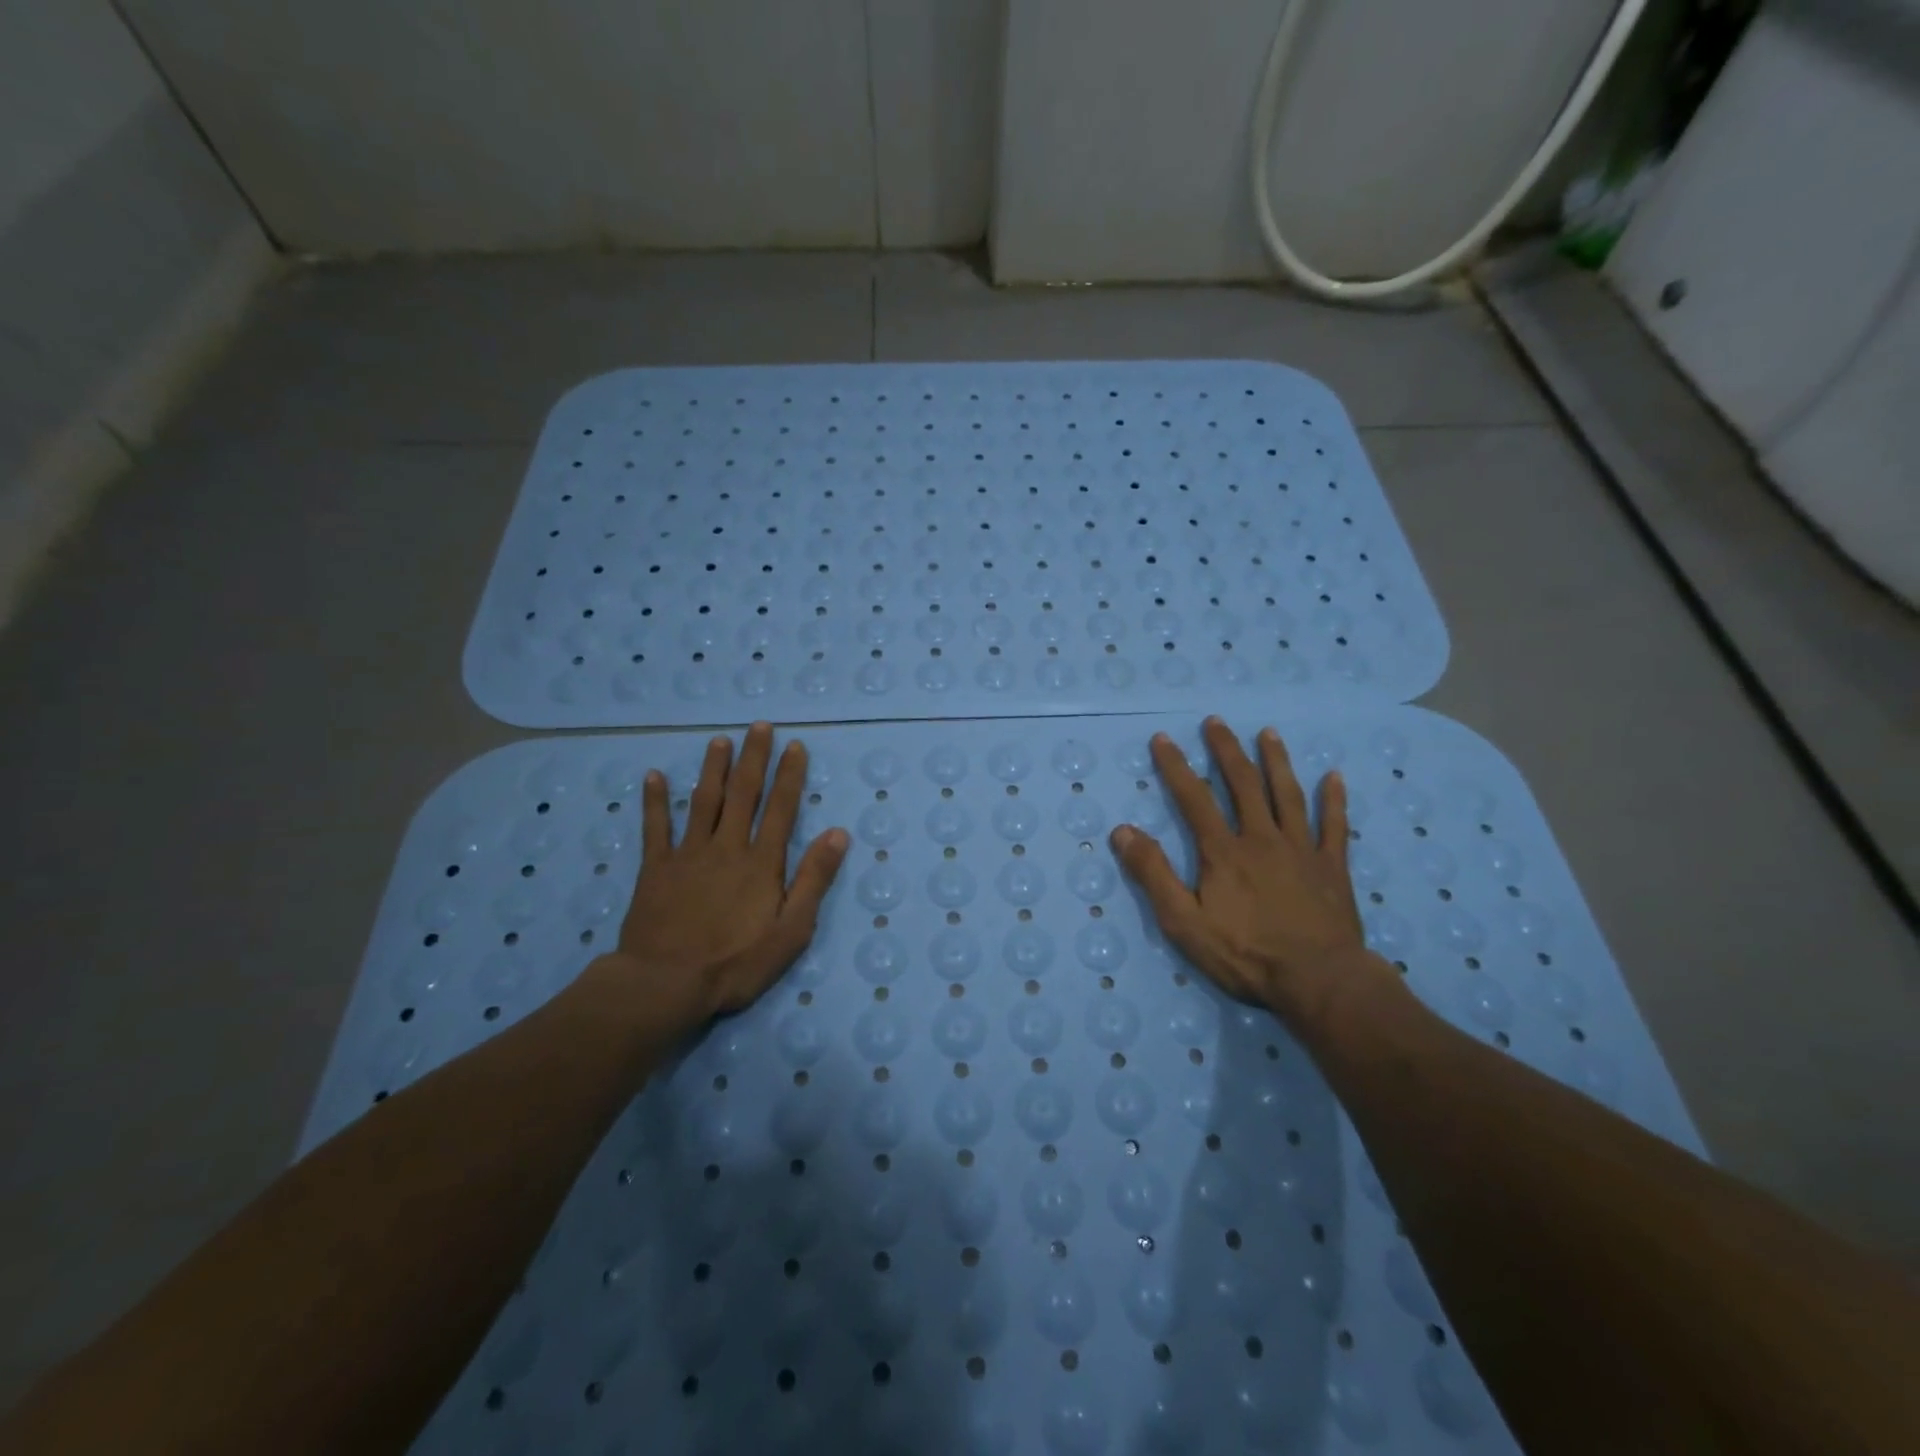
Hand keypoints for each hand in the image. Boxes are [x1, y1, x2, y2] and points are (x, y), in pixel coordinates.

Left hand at [599, 722, 848, 1028]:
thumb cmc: (736, 963)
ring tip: (719, 740)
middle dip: (753, 758)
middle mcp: (727, 847)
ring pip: (703, 801)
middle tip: (759, 726)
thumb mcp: (791, 930)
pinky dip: (655, 801)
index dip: (789, 775)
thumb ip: (813, 879)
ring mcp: (688, 855)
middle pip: (743, 794)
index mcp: (761, 862)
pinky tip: (655, 776)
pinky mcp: (655, 869)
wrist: (665, 984)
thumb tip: (838, 833)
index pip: (781, 808)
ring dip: (712, 768)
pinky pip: (655, 828)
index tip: (795, 745)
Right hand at [1111, 716, 1399, 1030]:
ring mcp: (1302, 850)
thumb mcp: (1183, 921)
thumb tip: (1122, 831)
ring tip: (1268, 734)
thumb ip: (1153, 874)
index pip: (1194, 799)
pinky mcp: (1332, 868)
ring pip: (1287, 796)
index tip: (1163, 739)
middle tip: (1216, 722)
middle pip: (1243, 785)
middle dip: (1226, 751)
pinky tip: (1334, 777)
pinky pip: (1334, 826)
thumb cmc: (1245, 955)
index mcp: (1224, 852)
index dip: (1176, 767)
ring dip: (1276, 762)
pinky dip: (1334, 800)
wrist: (1319, 981)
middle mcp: (1262, 839)